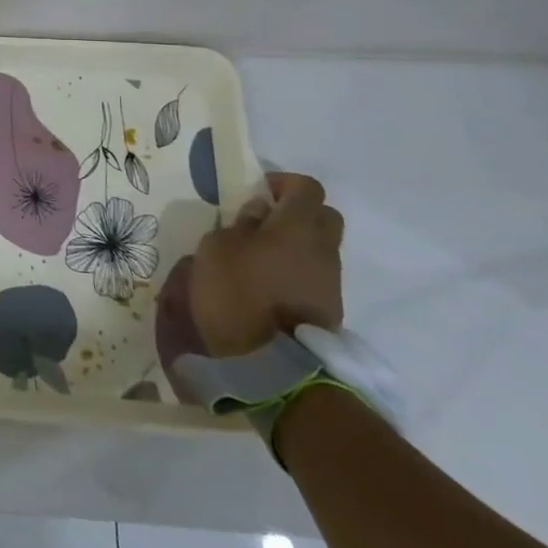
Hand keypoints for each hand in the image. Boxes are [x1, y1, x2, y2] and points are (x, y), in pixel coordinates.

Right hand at [189, 172, 343, 357]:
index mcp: (296, 226)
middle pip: (323, 215)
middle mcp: (323, 248)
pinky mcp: (329, 308)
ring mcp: (331, 280)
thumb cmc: (237, 293)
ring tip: (259, 258)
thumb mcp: (216, 248)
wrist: (274, 364)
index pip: (306, 187)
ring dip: (295, 245)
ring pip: (320, 247)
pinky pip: (315, 275)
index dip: (282, 182)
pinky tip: (268, 284)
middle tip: (262, 222)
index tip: (256, 193)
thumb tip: (258, 214)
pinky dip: (296, 271)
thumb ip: (239, 225)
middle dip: (297, 212)